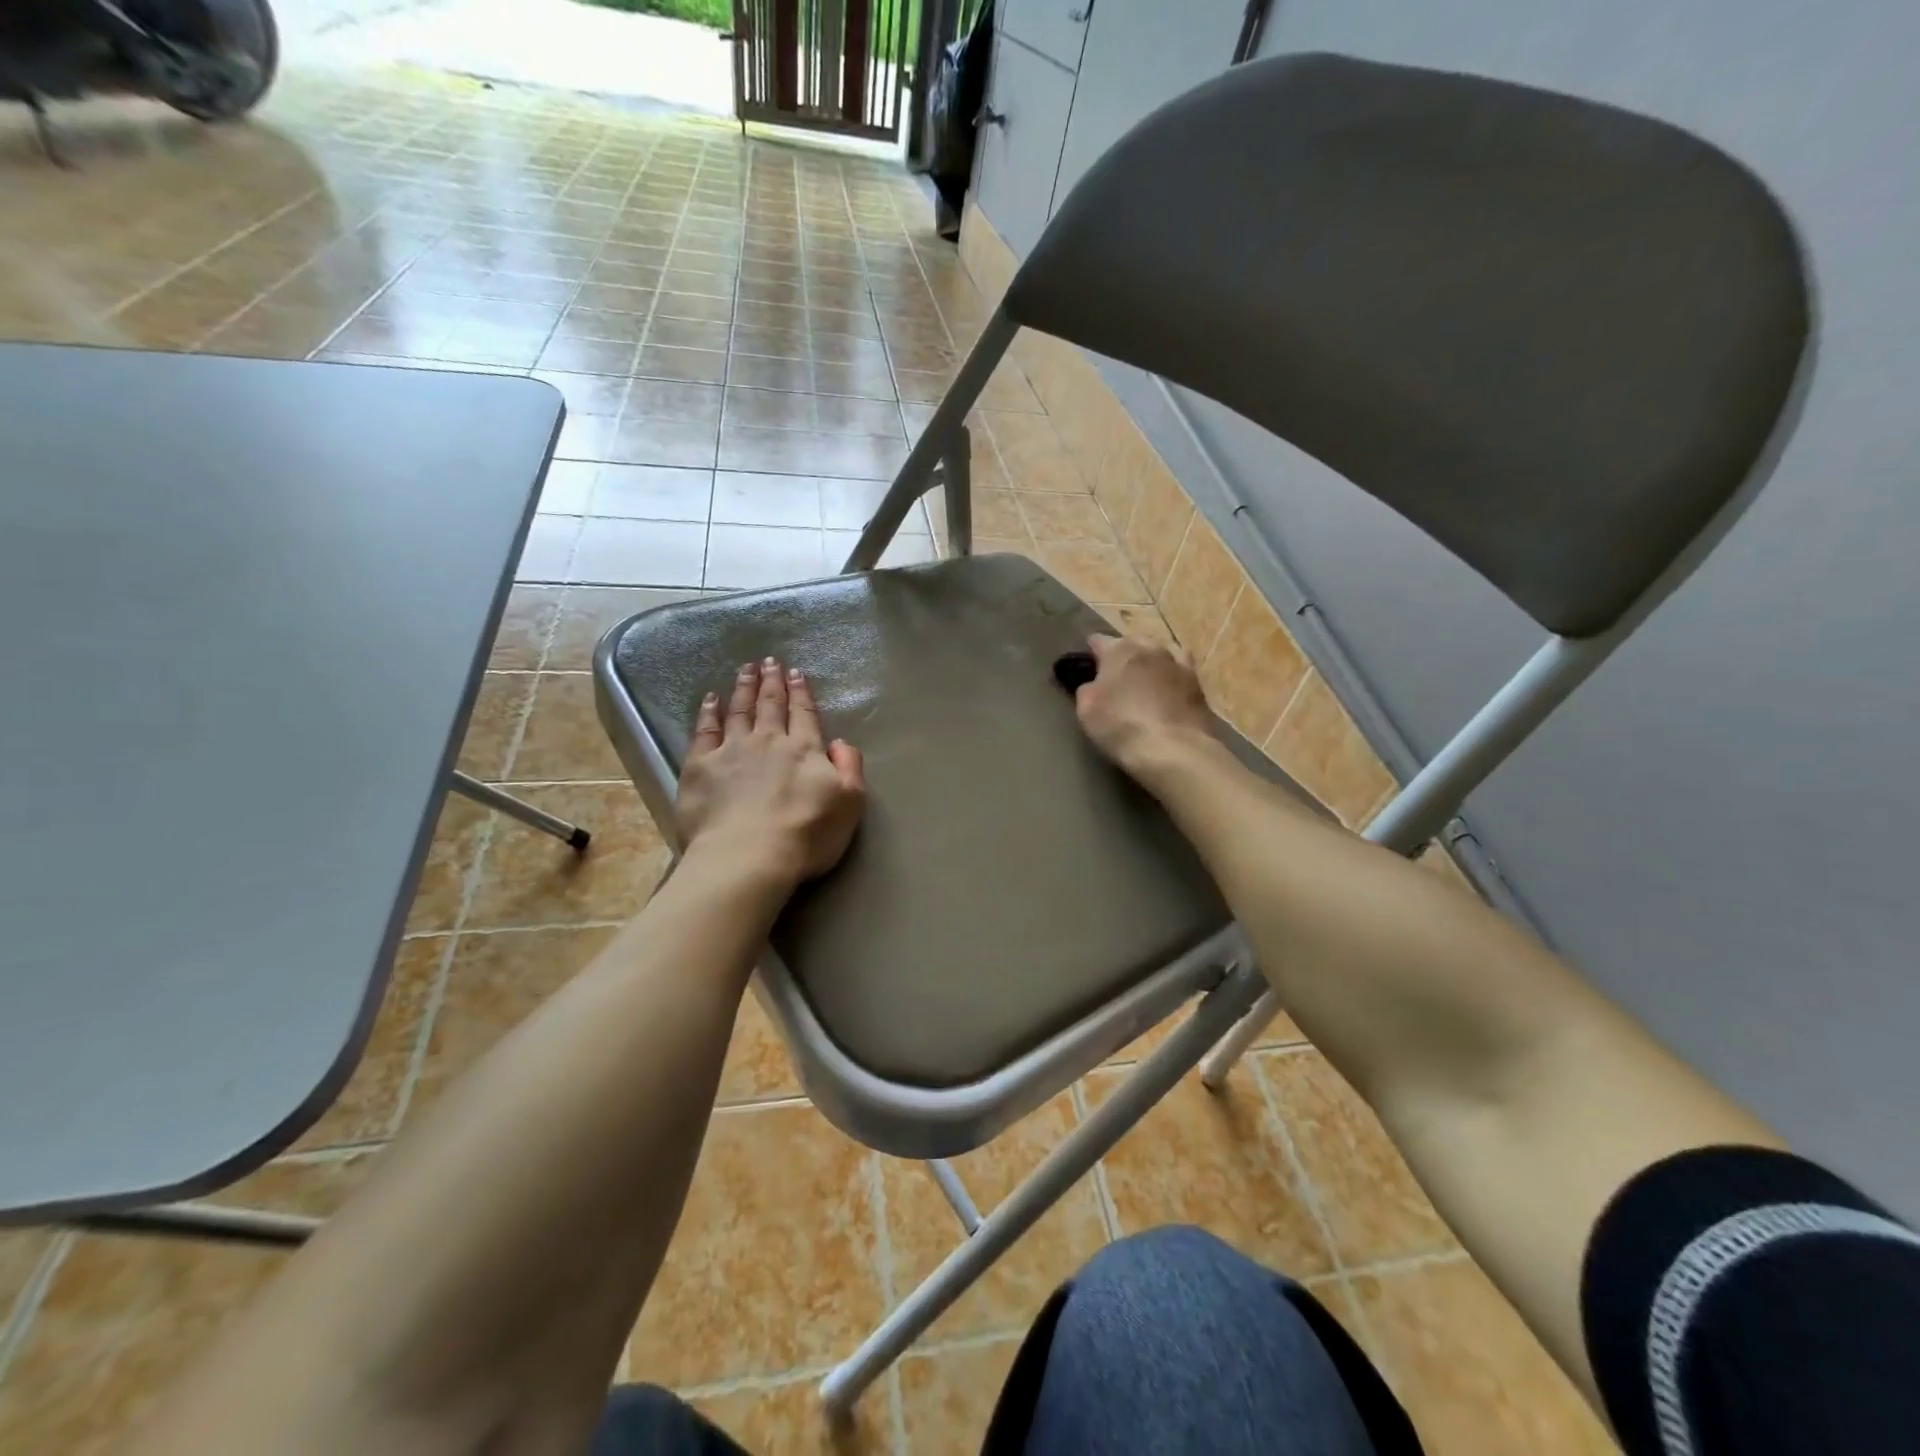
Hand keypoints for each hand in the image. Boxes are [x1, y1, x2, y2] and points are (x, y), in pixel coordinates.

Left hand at [676, 658, 866, 885]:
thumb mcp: (850, 803)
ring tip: (745, 670)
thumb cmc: (806, 834)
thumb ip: (849, 767)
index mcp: (804, 749)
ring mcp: (731, 750)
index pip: (803, 714)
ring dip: (743, 688)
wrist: (748, 857)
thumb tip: (839, 742)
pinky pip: (704, 731)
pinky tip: (711, 700)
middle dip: (772, 681)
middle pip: (770, 705)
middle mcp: (768, 741)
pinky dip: (708, 712)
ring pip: (739, 711)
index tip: (796, 673)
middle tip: (769, 661)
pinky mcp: (700, 766)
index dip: (801, 692)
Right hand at [1073, 634, 1216, 776]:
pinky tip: (1168, 694)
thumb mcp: (1086, 709)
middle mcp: (1152, 648)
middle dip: (1124, 655)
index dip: (1091, 652)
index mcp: (1121, 649)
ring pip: (1161, 654)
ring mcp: (1179, 664)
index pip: (1099, 640)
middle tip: (1116, 676)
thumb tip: (1093, 685)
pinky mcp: (1199, 685)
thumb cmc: (1121, 726)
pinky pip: (1179, 674)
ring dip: (1151, 663)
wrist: (1173, 750)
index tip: (1087, 666)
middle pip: (1134, 643)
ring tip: (1145, 681)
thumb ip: (1087, 689)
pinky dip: (1171, 680)